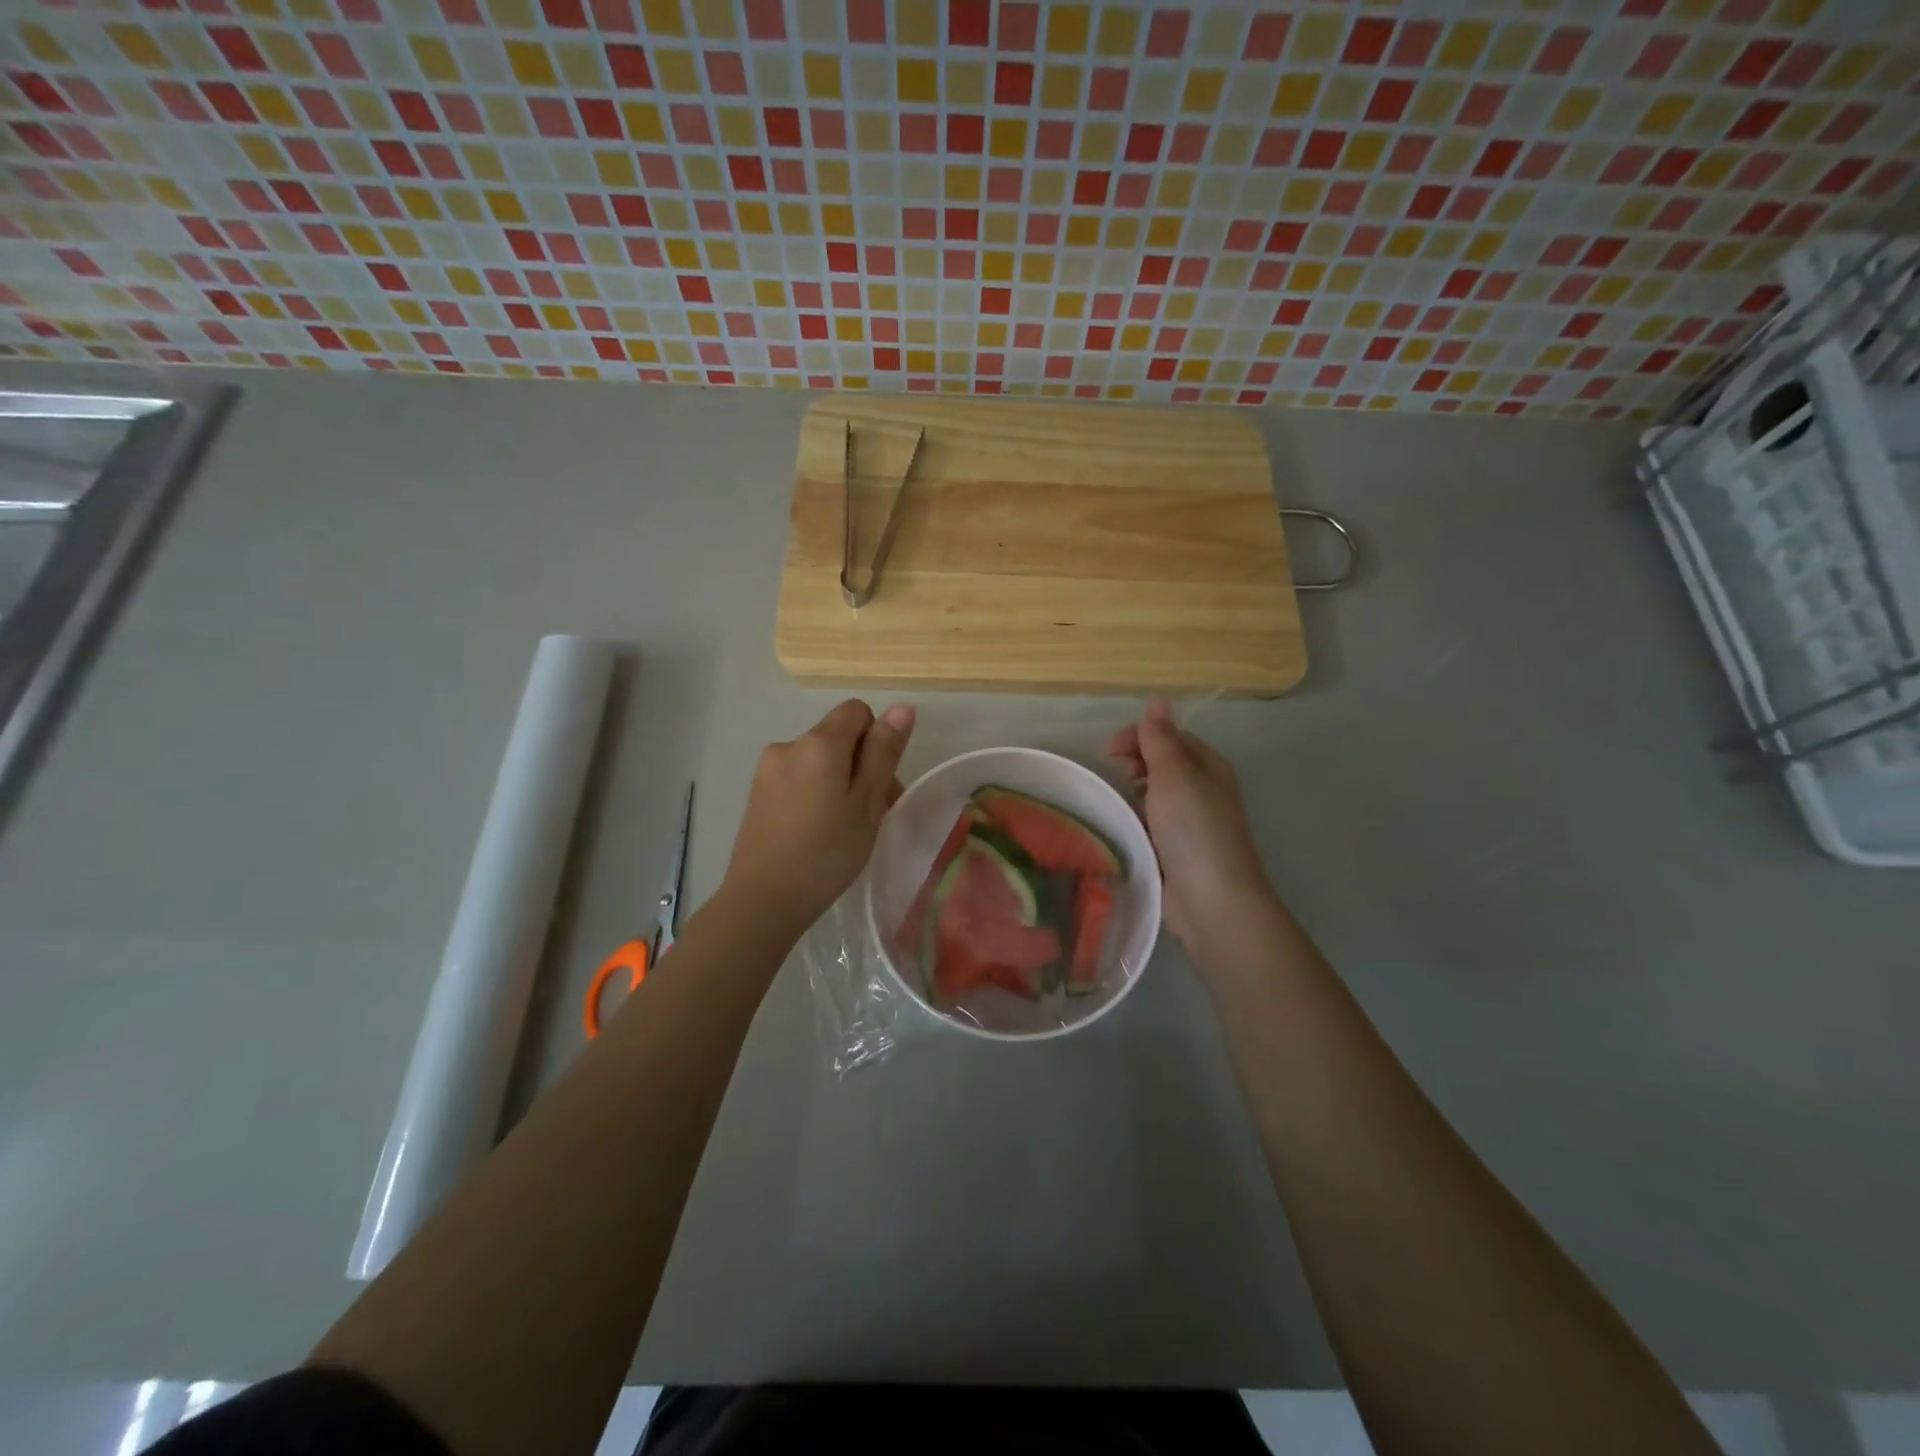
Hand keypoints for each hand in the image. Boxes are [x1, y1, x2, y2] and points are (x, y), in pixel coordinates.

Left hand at [724, 700, 915, 931]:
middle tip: (872, 815)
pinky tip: (815, 832)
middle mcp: (789, 745)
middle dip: (860, 764)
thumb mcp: (867, 802)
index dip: (877, 738)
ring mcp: (767, 769)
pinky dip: (814, 794)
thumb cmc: (827, 852)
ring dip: (837, 781)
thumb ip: (884, 752)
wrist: (763, 900)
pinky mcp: (757, 793)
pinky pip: (797, 778)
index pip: (857, 711)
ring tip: (843, 828)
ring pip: (817, 761)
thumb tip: (901, 707)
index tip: (880, 782)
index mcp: (819, 743)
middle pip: (837, 737)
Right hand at [1107, 700, 1275, 949]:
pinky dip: (1133, 821)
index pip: (1169, 736)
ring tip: (1111, 802)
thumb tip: (1159, 701)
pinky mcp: (1175, 852)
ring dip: (1130, 794)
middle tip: (1110, 774)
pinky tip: (1118, 828)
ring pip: (1153, 796)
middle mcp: (1202, 790)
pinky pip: (1149, 825)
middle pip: (1161, 764)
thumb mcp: (1174, 774)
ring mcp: (1189, 823)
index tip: (1107, 750)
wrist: (1211, 900)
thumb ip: (1161, 739)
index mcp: (1208, 766)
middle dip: (1132, 763)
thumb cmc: (1193, 829)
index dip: (1138, 736)